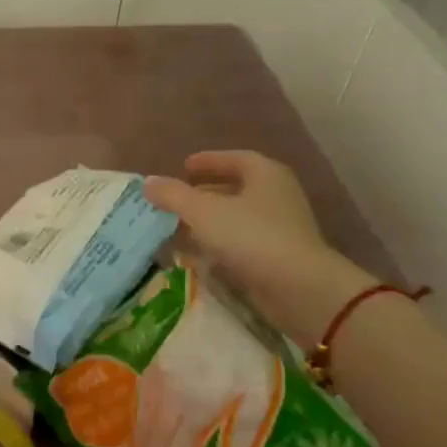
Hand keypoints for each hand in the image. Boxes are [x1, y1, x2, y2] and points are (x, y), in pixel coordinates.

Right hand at [145, 152, 371, 345]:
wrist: (298, 288)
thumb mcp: (203, 212)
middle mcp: (278, 195)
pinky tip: (201, 253)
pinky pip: (244, 240)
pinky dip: (221, 241)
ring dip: (212, 219)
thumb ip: (174, 195)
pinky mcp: (279, 256)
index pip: (236, 158)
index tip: (185, 166)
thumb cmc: (251, 236)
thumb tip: (148, 182)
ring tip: (182, 225)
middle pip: (238, 187)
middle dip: (207, 191)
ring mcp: (282, 227)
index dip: (209, 161)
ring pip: (239, 216)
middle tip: (179, 197)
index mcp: (266, 174)